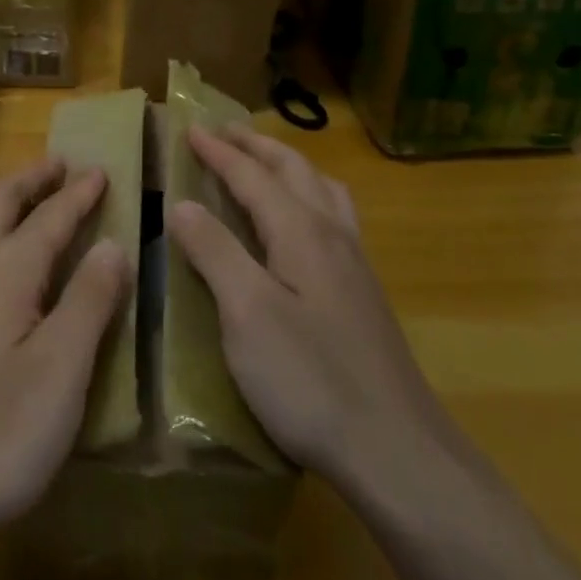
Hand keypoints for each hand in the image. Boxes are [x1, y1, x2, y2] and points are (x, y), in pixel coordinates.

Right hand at [165, 125, 445, 501]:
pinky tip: (305, 225)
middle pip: (294, 170)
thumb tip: (183, 204)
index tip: (189, 128)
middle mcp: (333, 234)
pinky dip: (310, 195)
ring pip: (323, 190)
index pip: (253, 175)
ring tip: (266, 163)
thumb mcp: (247, 314)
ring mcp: (355, 263)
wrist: (397, 450)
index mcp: (301, 231)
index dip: (219, 152)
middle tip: (224, 132)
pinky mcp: (364, 293)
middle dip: (256, 146)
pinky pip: (336, 216)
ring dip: (289, 165)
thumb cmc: (311, 378)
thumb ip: (215, 252)